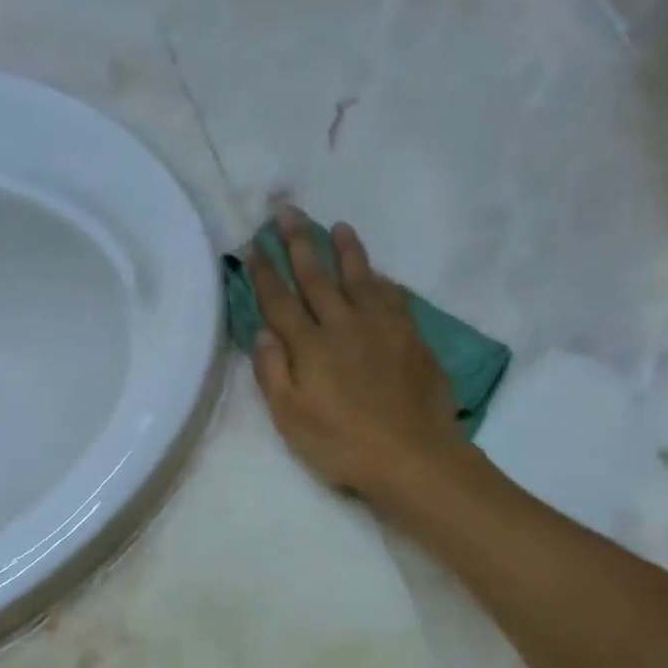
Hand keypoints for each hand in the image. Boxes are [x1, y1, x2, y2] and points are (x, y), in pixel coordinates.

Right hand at [250, 207, 474, 503]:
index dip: (264, 272)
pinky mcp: (411, 337)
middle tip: (288, 211)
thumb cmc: (341, 444)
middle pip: (317, 277)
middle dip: (298, 243)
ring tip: (335, 226)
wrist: (413, 456)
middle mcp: (343, 326)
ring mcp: (381, 328)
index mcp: (310, 346)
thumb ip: (273, 373)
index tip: (254, 245)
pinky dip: (381, 280)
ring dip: (344, 250)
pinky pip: (393, 297)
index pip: (280, 300)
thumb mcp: (290, 418)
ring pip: (359, 278)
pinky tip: (377, 273)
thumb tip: (263, 332)